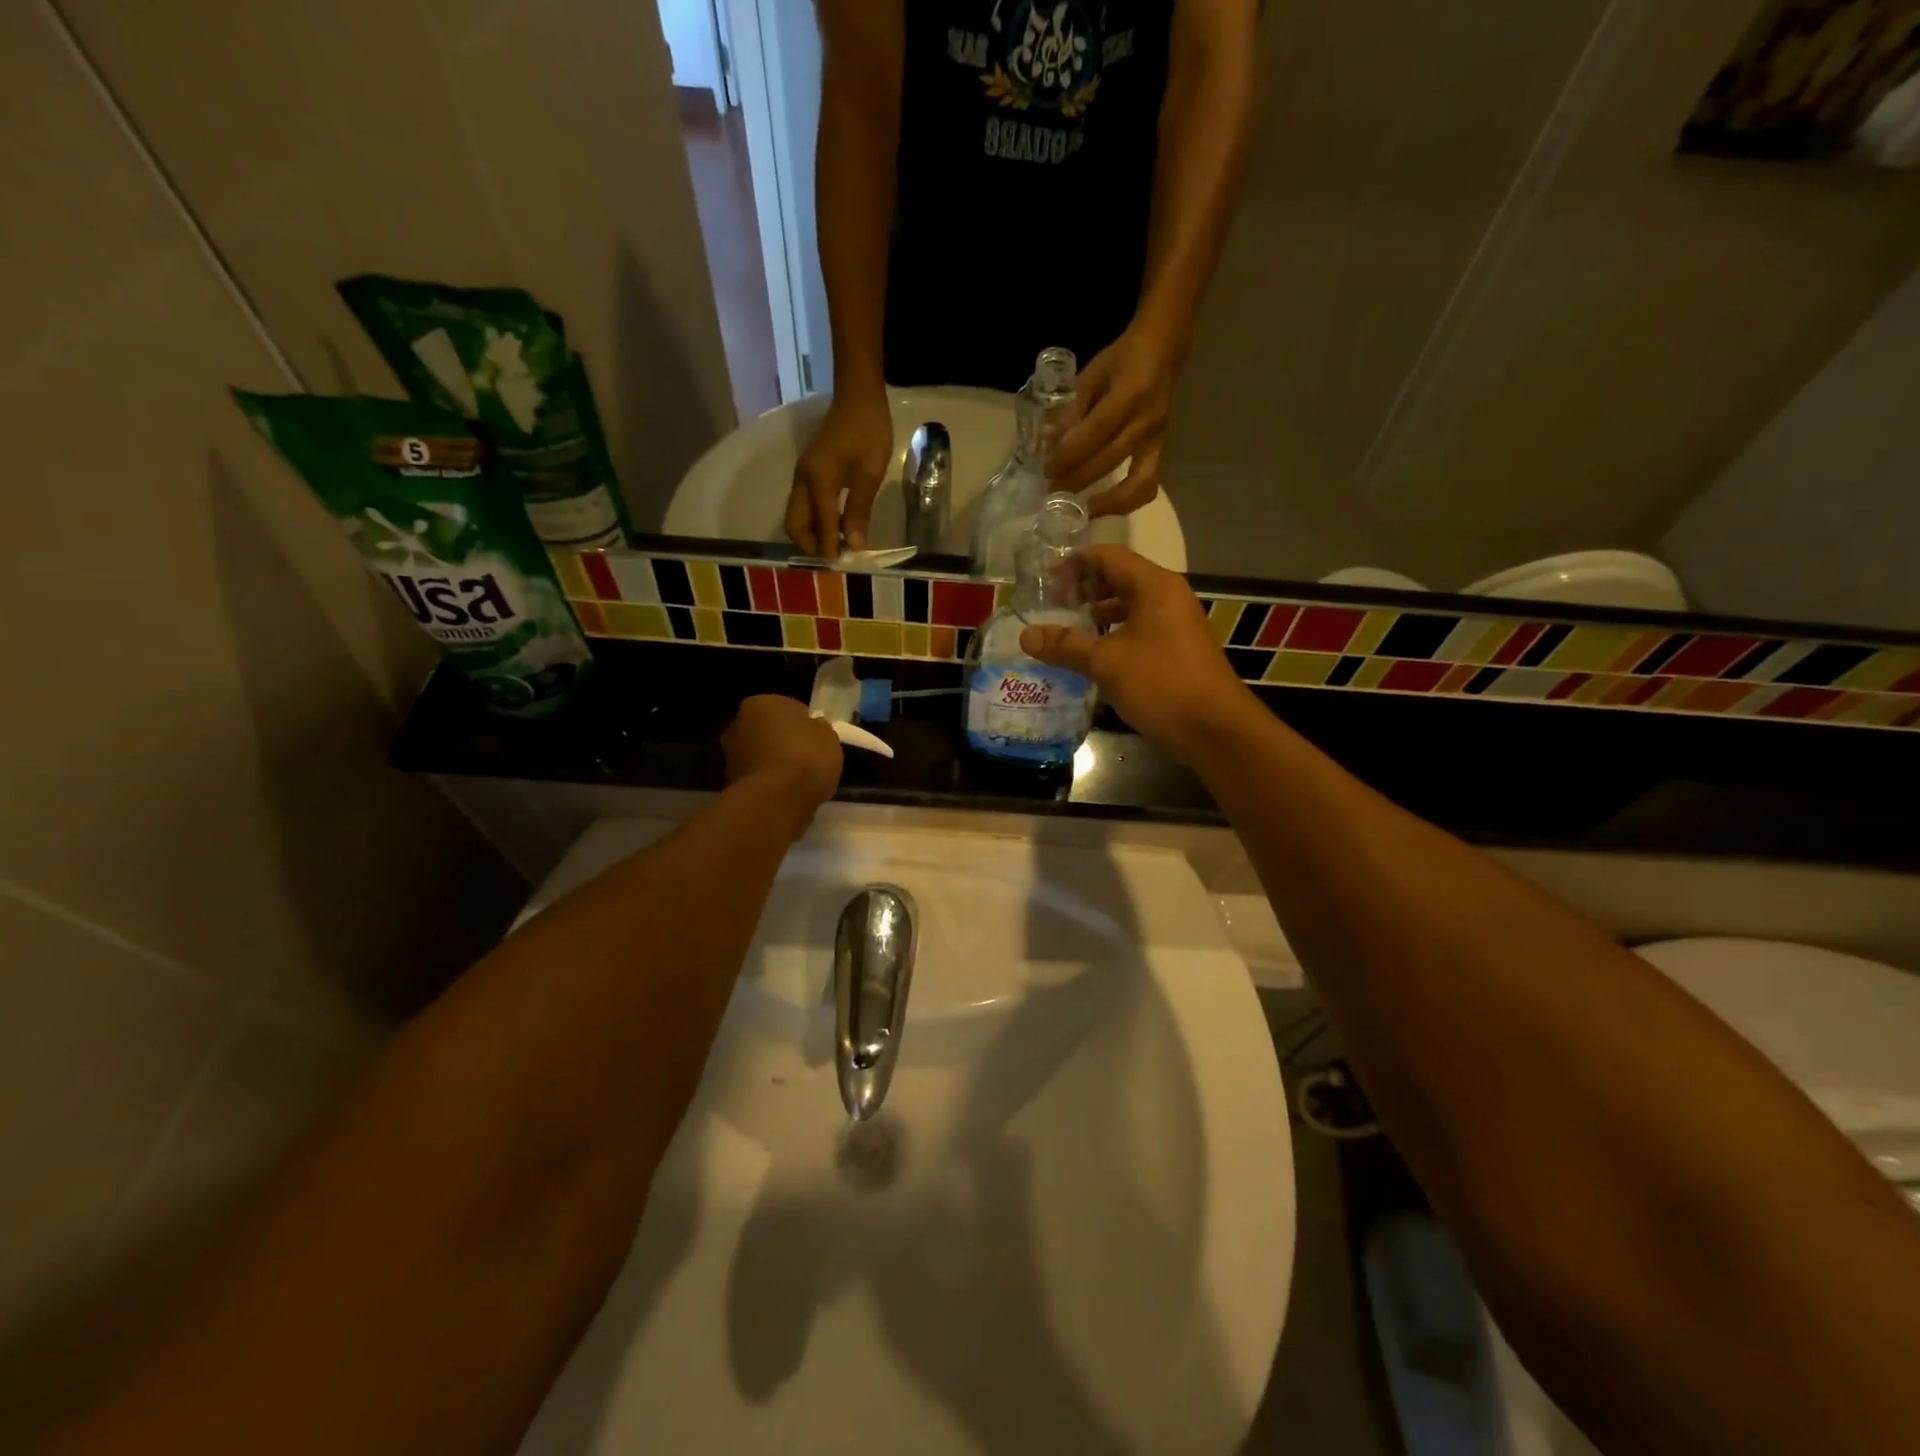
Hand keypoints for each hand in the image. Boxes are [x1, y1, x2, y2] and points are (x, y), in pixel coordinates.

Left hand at [722, 695, 842, 814]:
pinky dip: (769, 782)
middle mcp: (738, 723)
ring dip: (774, 762)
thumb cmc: (806, 758)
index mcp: (761, 703)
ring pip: (761, 754)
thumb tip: (814, 728)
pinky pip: (758, 777)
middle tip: (807, 758)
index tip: (817, 739)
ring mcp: (730, 755)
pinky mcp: (730, 783)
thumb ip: (818, 728)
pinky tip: (786, 793)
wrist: (777, 800)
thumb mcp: (829, 736)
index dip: (805, 724)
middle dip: (784, 741)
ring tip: (798, 780)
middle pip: (769, 730)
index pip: (788, 708)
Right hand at [785, 389, 894, 554]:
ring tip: (837, 547)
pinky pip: (805, 505)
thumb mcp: (870, 473)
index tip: (841, 568)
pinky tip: (836, 527)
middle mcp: (802, 481)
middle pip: (794, 525)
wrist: (858, 396)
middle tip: (834, 559)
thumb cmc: (868, 431)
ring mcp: (803, 476)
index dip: (828, 549)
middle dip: (810, 546)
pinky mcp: (809, 472)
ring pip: (797, 516)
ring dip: (812, 535)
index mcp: (817, 481)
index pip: (820, 526)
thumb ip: (859, 511)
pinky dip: (816, 521)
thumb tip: (854, 545)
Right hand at [1018, 546, 1254, 760]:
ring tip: (1064, 629)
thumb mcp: (1106, 662)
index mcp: (1154, 586)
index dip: (1075, 563)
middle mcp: (1168, 597)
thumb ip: (1065, 645)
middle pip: (1119, 579)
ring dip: (1097, 614)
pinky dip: (1112, 635)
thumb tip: (1025, 635)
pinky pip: (1138, 630)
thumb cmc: (1161, 684)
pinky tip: (1090, 655)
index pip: (1109, 556)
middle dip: (1083, 588)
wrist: (1215, 729)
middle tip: (1049, 603)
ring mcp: (1175, 625)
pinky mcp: (1176, 650)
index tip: (1044, 577)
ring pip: (1129, 607)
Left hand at [1045, 324, 1177, 516]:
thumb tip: (1046, 440)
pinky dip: (1126, 502)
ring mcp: (1157, 439)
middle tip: (1052, 491)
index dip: (1070, 455)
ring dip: (1107, 503)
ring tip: (1080, 510)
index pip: (1095, 433)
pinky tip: (1103, 507)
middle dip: (1078, 480)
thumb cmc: (1123, 359)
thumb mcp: (1093, 373)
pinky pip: (1148, 485)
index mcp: (1129, 395)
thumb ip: (1071, 407)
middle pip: (1110, 461)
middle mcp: (1146, 421)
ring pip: (1138, 484)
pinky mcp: (1162, 451)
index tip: (1048, 470)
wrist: (1163, 351)